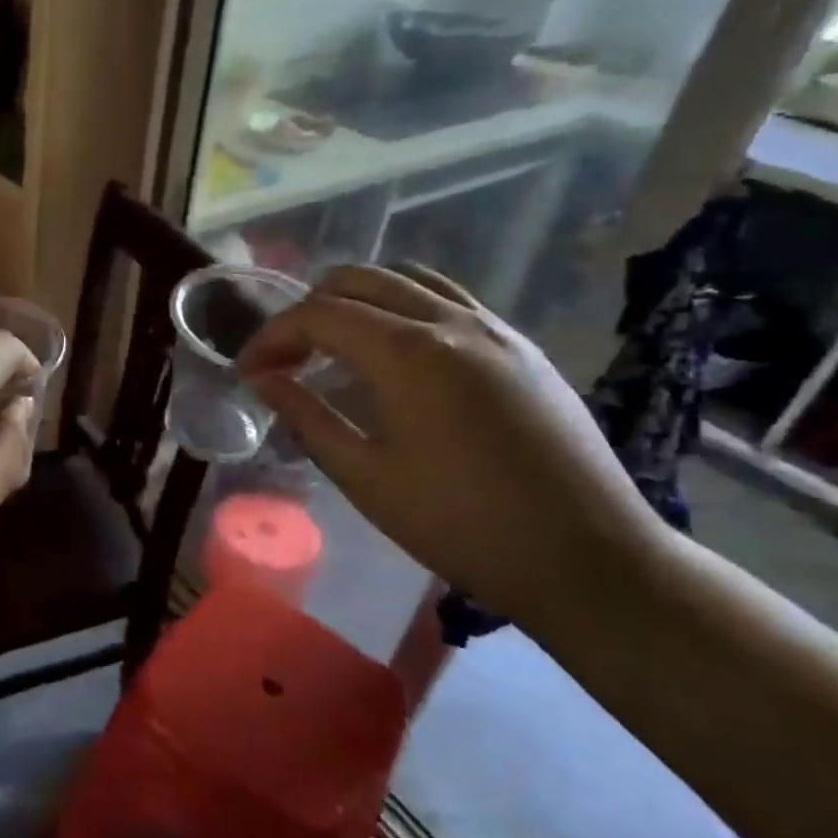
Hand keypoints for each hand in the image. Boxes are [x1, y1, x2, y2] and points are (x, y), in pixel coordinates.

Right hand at [237, 265, 668, 620]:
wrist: (589, 558)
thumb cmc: (462, 525)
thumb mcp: (365, 477)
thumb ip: (307, 417)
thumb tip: (263, 380)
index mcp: (409, 353)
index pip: (319, 315)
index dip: (272, 337)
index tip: (247, 372)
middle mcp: (452, 322)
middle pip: (359, 279)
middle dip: (308, 310)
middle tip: (286, 358)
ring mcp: (495, 328)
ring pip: (408, 279)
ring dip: (357, 300)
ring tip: (334, 346)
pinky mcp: (522, 347)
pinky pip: (448, 300)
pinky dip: (402, 308)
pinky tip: (395, 356)